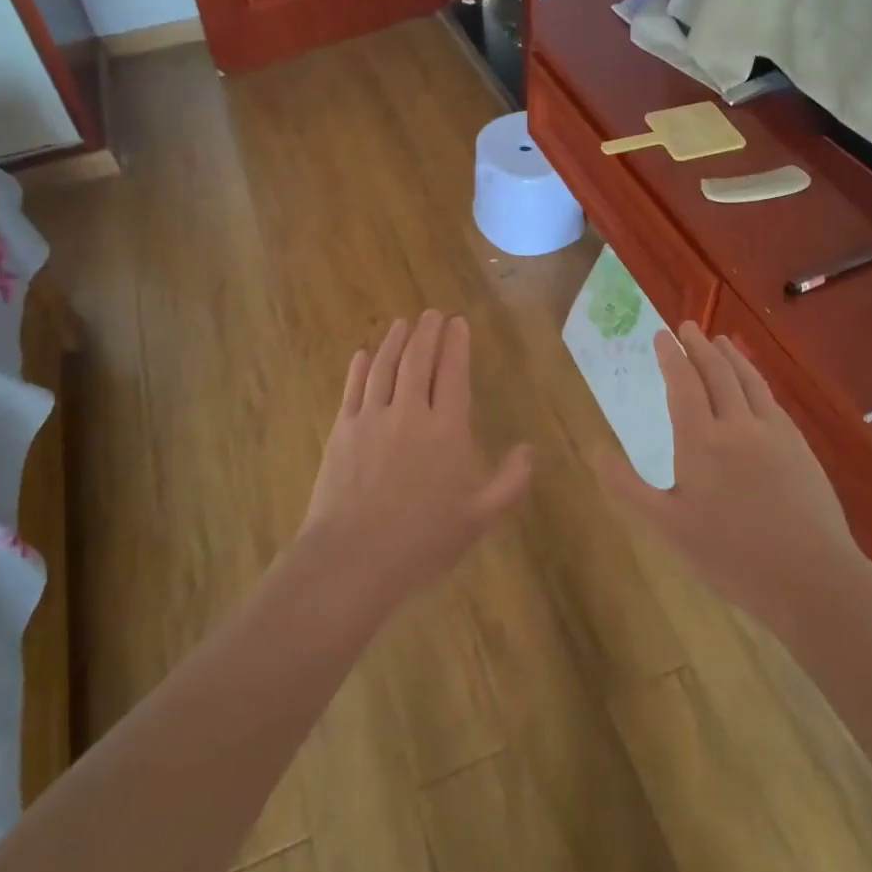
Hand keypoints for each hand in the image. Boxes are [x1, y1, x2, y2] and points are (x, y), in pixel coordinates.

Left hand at [299, 311, 532, 608]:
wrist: (353, 558)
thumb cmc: (423, 541)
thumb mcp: (479, 518)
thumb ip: (509, 482)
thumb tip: (529, 450)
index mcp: (446, 430)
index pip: (453, 373)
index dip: (456, 344)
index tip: (458, 322)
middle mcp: (409, 413)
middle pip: (417, 361)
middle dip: (427, 332)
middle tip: (432, 313)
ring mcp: (371, 419)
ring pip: (384, 367)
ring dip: (394, 341)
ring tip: (402, 323)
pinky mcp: (342, 431)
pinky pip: (352, 389)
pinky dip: (358, 368)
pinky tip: (362, 355)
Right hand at [597, 321, 862, 624]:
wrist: (811, 578)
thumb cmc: (730, 556)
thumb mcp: (667, 526)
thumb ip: (627, 486)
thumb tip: (594, 450)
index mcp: (701, 441)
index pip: (683, 384)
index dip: (671, 356)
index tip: (662, 334)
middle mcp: (738, 425)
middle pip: (717, 373)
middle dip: (699, 346)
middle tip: (687, 326)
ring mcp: (774, 433)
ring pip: (749, 381)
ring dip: (731, 356)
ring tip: (719, 340)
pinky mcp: (799, 447)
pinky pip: (771, 399)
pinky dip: (756, 379)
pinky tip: (753, 384)